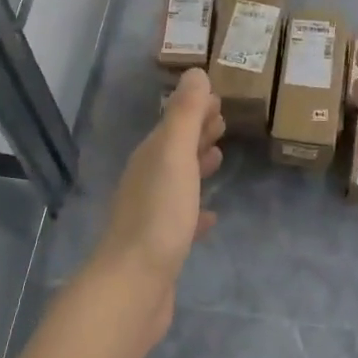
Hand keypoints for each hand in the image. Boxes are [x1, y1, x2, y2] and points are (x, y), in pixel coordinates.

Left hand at [86, 69, 224, 337]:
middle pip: (174, 148)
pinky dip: (197, 209)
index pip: (173, 122)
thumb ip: (185, 115)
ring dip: (197, 164)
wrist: (133, 285)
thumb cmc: (159, 215)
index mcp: (150, 157)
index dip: (194, 108)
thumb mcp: (174, 156)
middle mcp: (146, 180)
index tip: (218, 98)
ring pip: (177, 179)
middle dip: (197, 131)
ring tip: (219, 156)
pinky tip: (211, 216)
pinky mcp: (161, 246)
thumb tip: (195, 72)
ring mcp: (151, 214)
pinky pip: (182, 217)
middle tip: (224, 120)